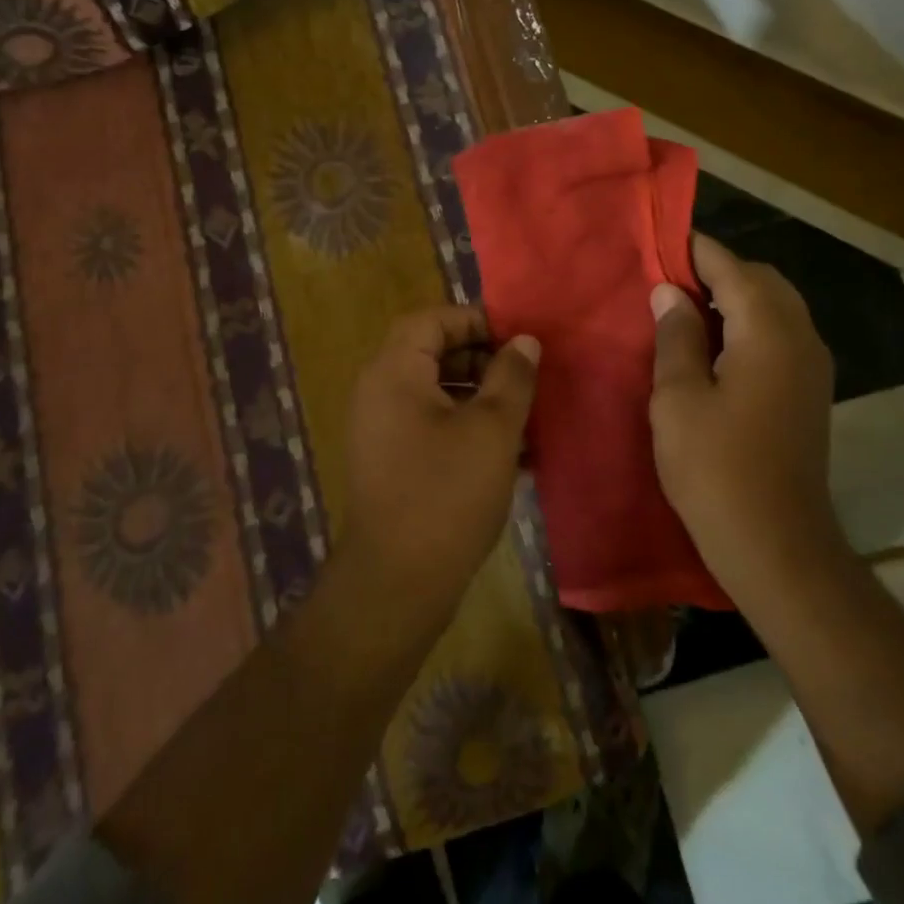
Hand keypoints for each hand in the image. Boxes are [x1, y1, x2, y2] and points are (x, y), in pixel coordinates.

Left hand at [340, 306, 540, 632]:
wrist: (397, 583)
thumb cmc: (447, 493)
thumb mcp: (492, 429)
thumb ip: (511, 377)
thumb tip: (524, 341)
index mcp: (393, 372)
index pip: (431, 320)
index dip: (475, 321)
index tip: (516, 339)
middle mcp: (378, 393)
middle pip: (431, 353)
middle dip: (481, 360)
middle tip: (524, 378)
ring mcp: (381, 430)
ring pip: (435, 393)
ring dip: (479, 397)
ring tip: (524, 417)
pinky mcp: (391, 462)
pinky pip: (430, 426)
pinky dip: (465, 427)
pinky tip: (508, 454)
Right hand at [649, 233, 842, 610]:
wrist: (777, 545)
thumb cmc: (716, 469)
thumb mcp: (678, 397)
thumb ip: (676, 336)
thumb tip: (670, 292)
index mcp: (768, 332)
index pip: (732, 268)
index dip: (695, 251)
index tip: (659, 242)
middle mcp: (800, 338)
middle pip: (761, 281)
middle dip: (717, 271)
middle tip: (667, 280)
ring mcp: (812, 367)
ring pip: (774, 306)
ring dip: (733, 297)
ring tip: (684, 309)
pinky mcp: (809, 392)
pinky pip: (779, 334)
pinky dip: (747, 324)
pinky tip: (713, 346)